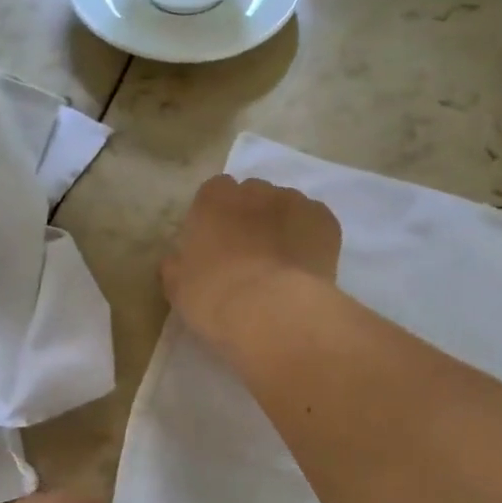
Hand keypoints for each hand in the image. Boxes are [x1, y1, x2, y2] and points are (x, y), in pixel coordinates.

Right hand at [161, 174, 342, 342]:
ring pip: (286, 207)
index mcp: (213, 199)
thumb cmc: (214, 298)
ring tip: (282, 264)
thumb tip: (177, 261)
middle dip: (251, 217)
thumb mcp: (178, 288)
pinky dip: (310, 239)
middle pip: (252, 195)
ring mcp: (293, 202)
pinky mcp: (325, 220)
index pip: (214, 194)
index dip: (217, 218)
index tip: (218, 244)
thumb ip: (176, 266)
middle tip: (249, 254)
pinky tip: (305, 267)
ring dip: (282, 225)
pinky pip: (314, 223)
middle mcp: (254, 190)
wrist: (273, 312)